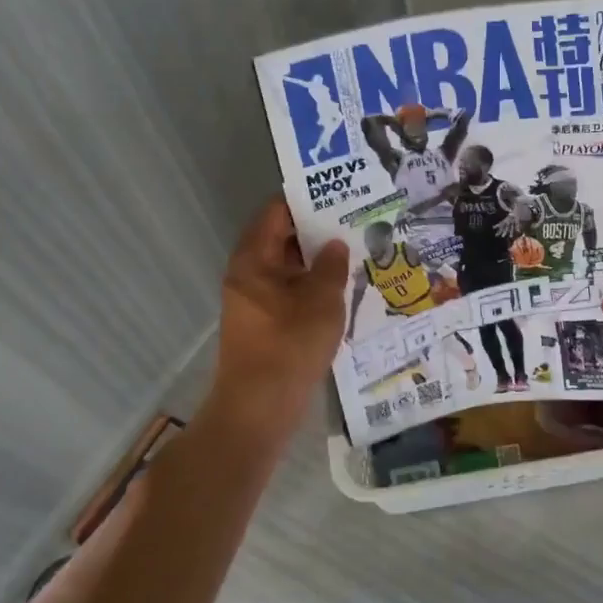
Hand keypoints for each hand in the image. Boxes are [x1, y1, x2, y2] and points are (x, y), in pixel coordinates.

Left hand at [212, 196, 347, 428]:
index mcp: (253, 260)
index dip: (306, 199)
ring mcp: (254, 299)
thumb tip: (335, 244)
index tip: (338, 192)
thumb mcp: (321, 301)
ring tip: (355, 249)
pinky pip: (289, 290)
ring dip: (316, 259)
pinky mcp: (264, 322)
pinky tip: (342, 286)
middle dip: (316, 229)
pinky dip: (311, 283)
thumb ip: (331, 267)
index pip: (276, 212)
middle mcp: (247, 273)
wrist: (258, 409)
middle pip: (281, 237)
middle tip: (355, 220)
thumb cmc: (288, 347)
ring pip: (287, 266)